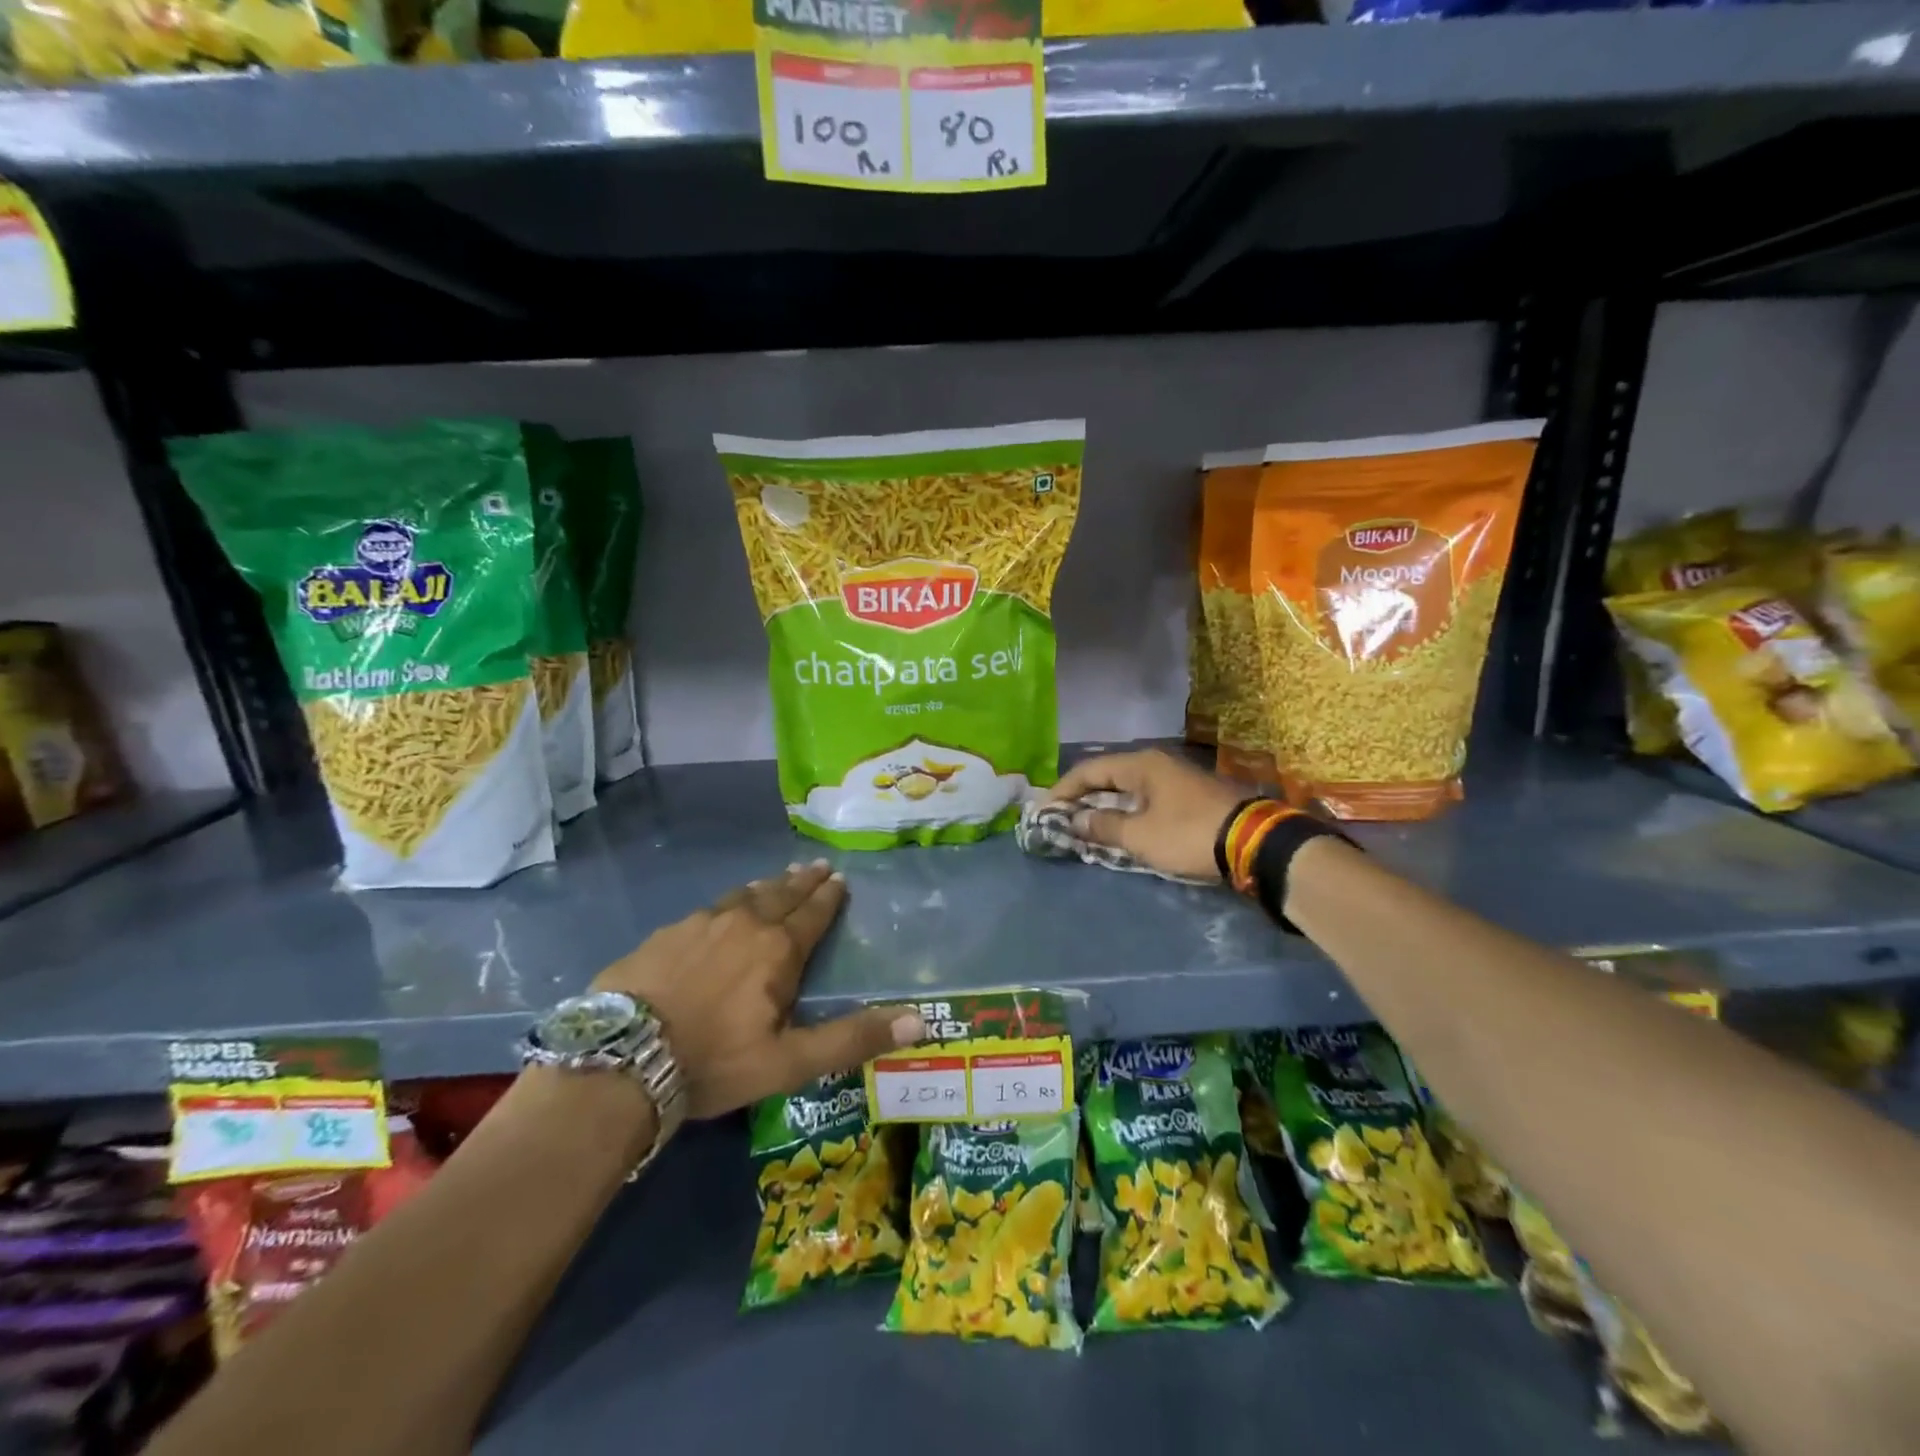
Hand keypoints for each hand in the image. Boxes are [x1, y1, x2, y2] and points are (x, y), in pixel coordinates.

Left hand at [590, 861, 922, 1118]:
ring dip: (766, 886)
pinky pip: (708, 909)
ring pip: (743, 896)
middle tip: (818, 866)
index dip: (829, 896)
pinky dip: (727, 903)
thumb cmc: (714, 1062)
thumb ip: (852, 1039)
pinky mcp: (666, 934)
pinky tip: (721, 909)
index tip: (840, 878)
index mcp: (777, 949)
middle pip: (781, 894)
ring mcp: (700, 923)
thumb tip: (919, 1019)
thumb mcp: (790, 1061)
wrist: (621, 1059)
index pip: (812, 913)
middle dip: (803, 881)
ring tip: (777, 879)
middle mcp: (744, 923)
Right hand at [1046, 749, 1248, 881]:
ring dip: (1103, 805)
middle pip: (1107, 775)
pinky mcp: (1188, 796)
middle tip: (1060, 817)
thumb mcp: (1140, 835)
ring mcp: (1174, 779)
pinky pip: (1144, 798)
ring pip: (1127, 788)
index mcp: (1140, 765)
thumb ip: (1103, 826)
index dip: (1063, 790)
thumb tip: (1075, 820)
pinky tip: (1119, 826)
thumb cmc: (1189, 834)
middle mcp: (1155, 764)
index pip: (1089, 770)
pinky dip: (1125, 810)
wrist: (1254, 842)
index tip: (1044, 810)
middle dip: (1081, 796)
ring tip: (1083, 824)